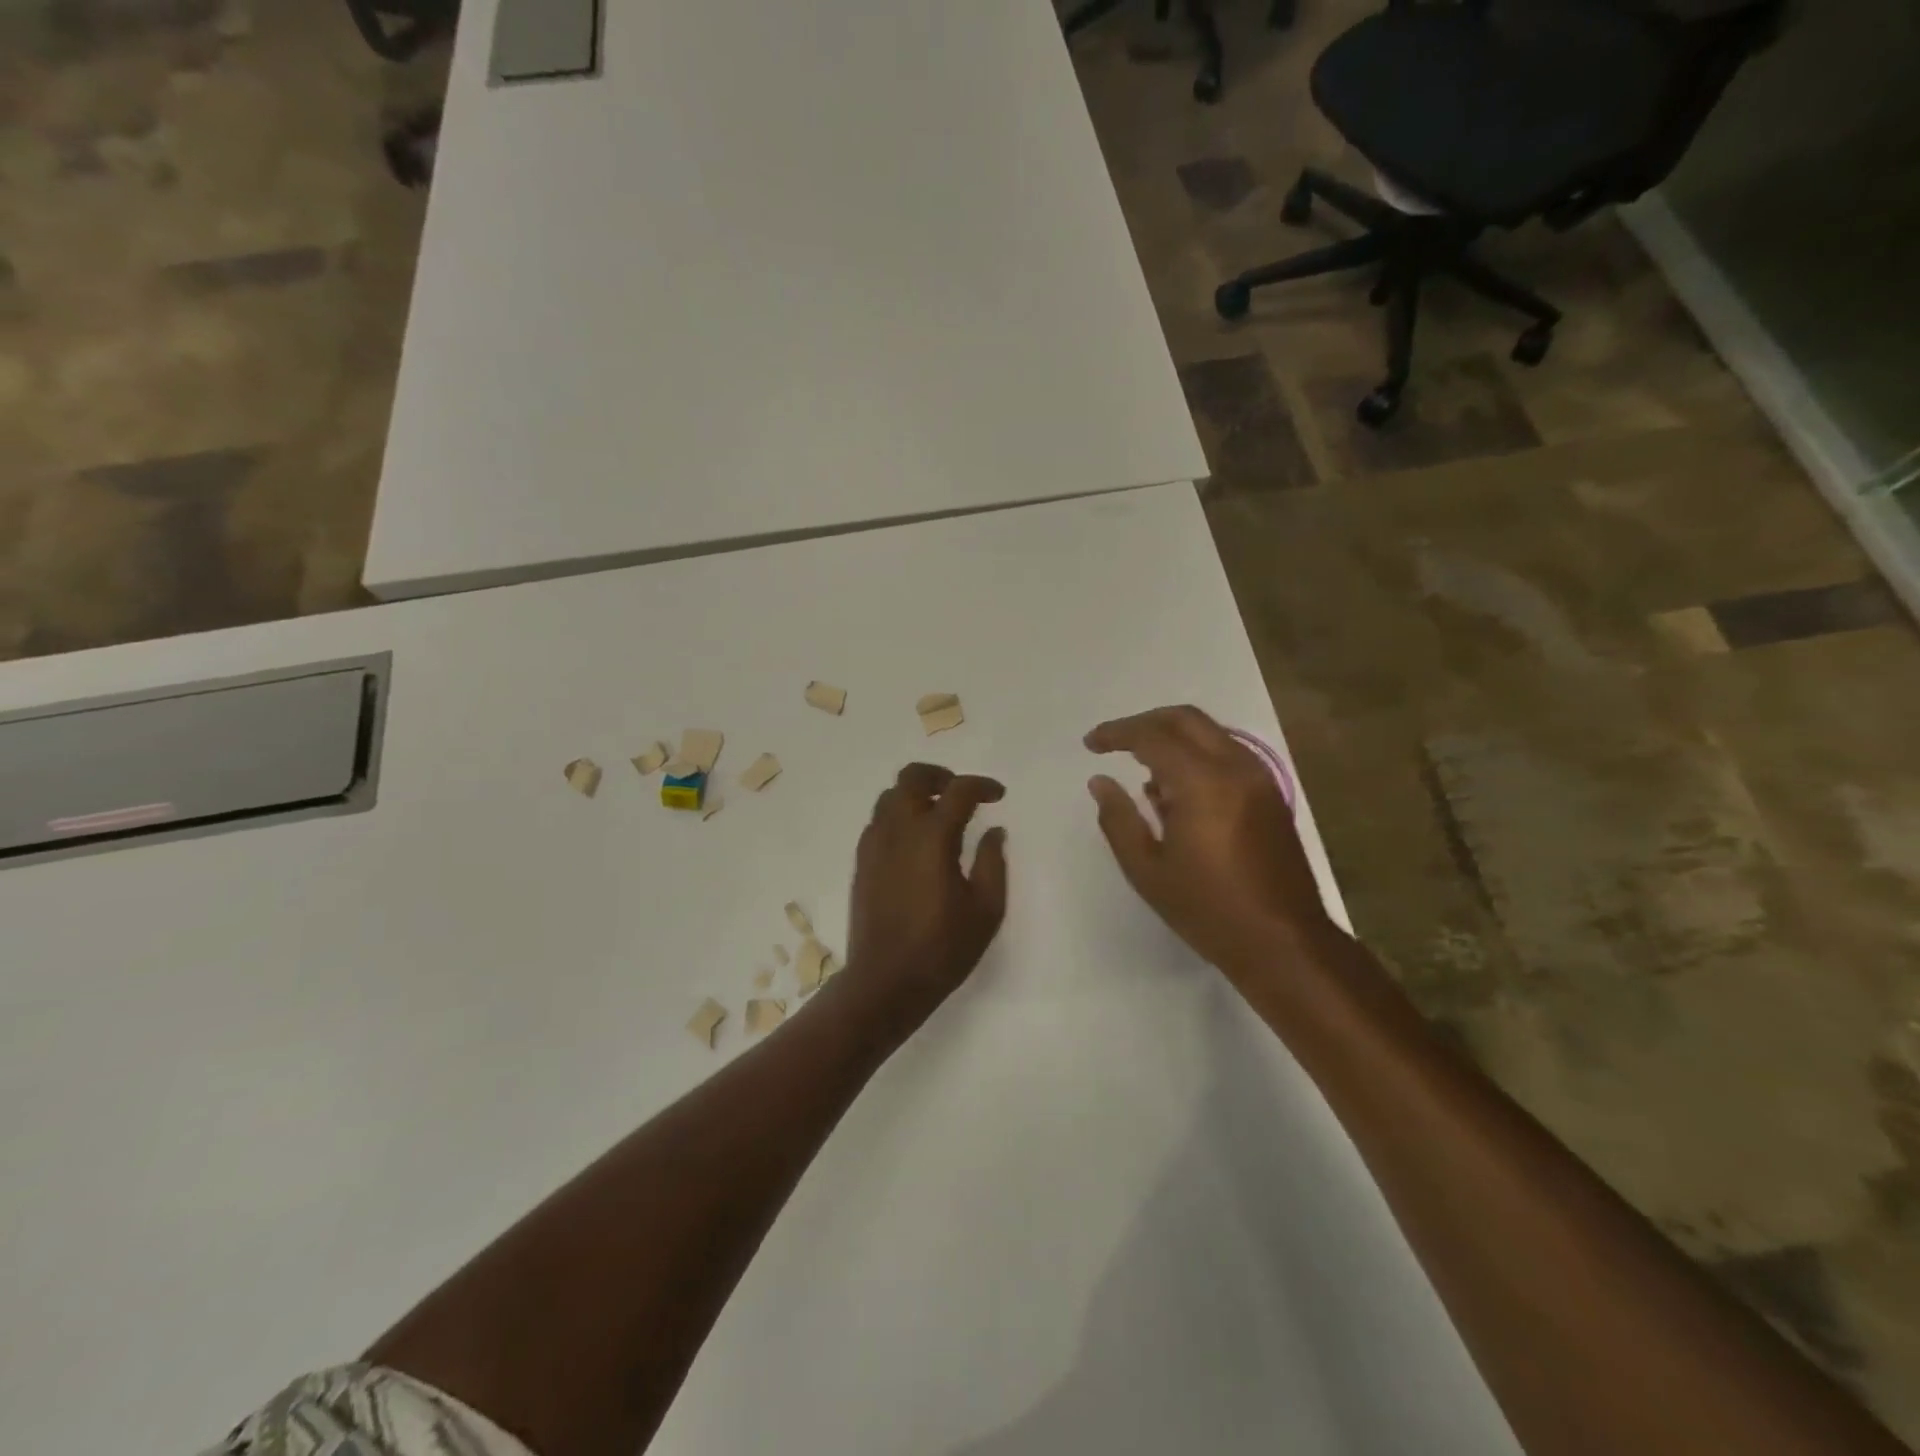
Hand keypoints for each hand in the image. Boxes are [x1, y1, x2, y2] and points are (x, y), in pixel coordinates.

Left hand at [842, 763, 1008, 1034]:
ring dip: (916, 794)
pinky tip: (914, 841)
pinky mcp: (861, 861)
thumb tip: (994, 831)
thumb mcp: (986, 909)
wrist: (886, 981)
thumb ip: (992, 862)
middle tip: (960, 792)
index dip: (982, 786)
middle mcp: (898, 829)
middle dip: (940, 775)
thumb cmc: (943, 948)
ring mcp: (874, 844)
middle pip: (912, 776)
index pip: (959, 791)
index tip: (998, 796)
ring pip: (890, 796)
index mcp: (933, 837)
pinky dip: (898, 815)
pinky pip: (878, 820)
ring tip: (938, 814)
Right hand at [1086, 706, 1333, 980]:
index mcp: (1203, 782)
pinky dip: (1196, 757)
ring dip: (1173, 738)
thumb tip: (1100, 781)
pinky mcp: (1270, 796)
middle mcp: (1235, 768)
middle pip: (1186, 719)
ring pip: (1210, 734)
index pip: (1152, 736)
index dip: (1116, 733)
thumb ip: (1118, 819)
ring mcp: (1259, 779)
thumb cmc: (1207, 909)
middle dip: (1145, 723)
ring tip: (1142, 772)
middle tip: (1114, 742)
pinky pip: (1227, 756)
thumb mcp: (1147, 869)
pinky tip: (1176, 793)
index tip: (1090, 744)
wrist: (1284, 942)